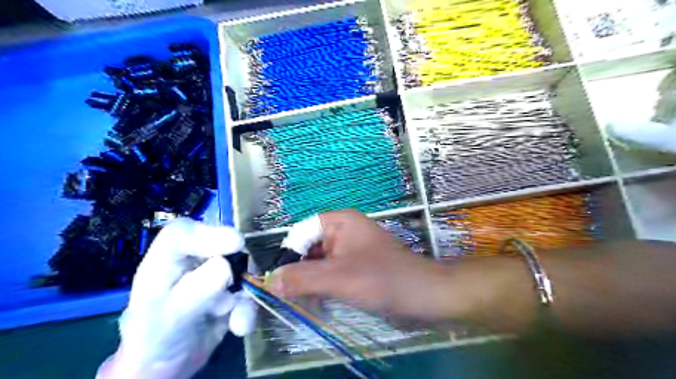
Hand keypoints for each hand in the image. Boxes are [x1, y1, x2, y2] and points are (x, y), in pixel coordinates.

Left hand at [99, 217, 258, 377]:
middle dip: (239, 265)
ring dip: (245, 293)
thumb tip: (226, 266)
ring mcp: (215, 273)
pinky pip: (249, 291)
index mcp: (165, 261)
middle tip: (244, 283)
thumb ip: (197, 291)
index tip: (236, 244)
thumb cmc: (156, 339)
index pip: (182, 233)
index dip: (208, 233)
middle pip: (222, 244)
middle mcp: (192, 261)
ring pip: (243, 267)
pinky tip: (239, 326)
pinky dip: (248, 309)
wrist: (168, 365)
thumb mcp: (172, 318)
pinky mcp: (232, 290)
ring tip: (236, 319)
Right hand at [268, 210, 453, 319]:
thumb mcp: (337, 278)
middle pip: (309, 247)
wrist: (423, 295)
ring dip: (308, 280)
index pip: (301, 232)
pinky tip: (318, 301)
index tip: (279, 280)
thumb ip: (301, 278)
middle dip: (297, 270)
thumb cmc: (381, 279)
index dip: (288, 253)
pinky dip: (321, 285)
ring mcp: (350, 249)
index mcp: (340, 222)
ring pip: (319, 261)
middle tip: (287, 296)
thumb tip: (269, 281)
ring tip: (301, 301)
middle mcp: (343, 231)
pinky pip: (331, 271)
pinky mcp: (356, 265)